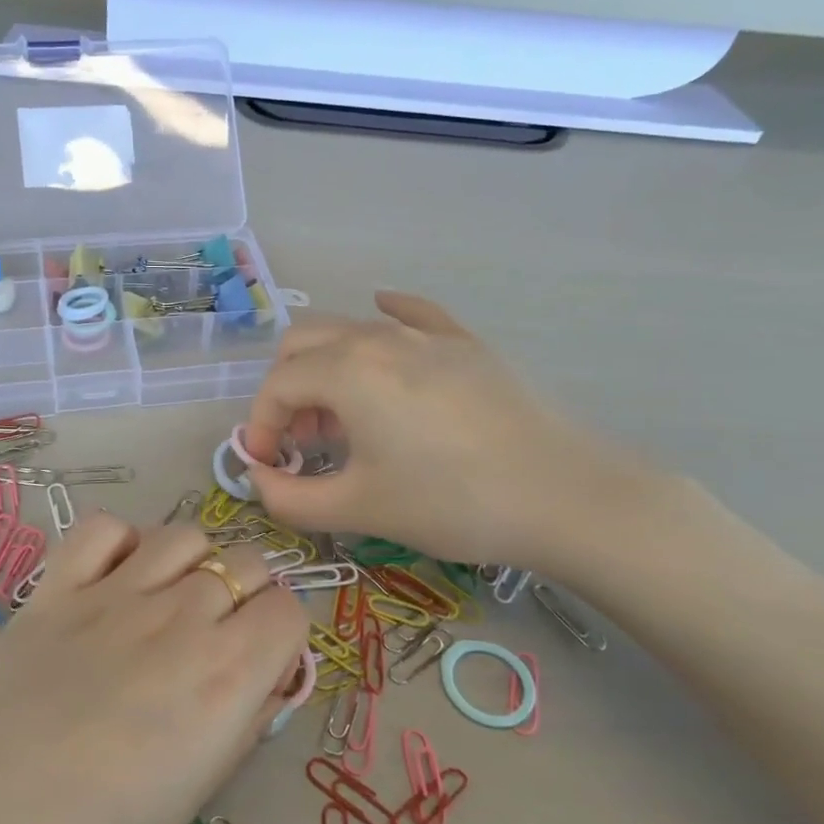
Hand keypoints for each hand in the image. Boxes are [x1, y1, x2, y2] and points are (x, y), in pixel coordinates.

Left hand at [0, 518, 307, 823]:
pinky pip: (104, 528)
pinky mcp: (55, 587)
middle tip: (217, 638)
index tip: (262, 664)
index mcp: (226, 676)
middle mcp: (181, 618)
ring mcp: (114, 593)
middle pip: (246, 563)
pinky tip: (113, 579)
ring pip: (184, 535)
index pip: (290, 611)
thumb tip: (261, 683)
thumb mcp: (190, 800)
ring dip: (193, 563)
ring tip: (169, 604)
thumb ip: (236, 726)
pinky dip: (121, 543)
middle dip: (246, 595)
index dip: (281, 636)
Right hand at [240, 291, 648, 575]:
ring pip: (351, 331)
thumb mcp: (359, 508)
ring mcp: (428, 335)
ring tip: (342, 419)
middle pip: (303, 343)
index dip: (260, 425)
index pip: (277, 385)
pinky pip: (413, 315)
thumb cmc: (450, 502)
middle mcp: (379, 338)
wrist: (564, 496)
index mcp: (347, 371)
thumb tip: (260, 481)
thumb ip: (290, 499)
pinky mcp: (466, 344)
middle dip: (286, 390)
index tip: (270, 466)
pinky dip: (385, 318)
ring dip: (326, 369)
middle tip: (302, 440)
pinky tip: (384, 319)